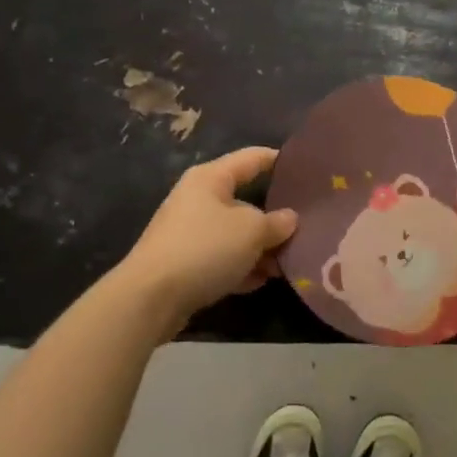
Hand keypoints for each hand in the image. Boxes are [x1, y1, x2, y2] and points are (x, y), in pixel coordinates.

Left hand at [119, 147, 296, 337]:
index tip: (307, 168)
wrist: (150, 297)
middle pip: (245, 200)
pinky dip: (241, 267)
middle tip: (306, 228)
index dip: (280, 160)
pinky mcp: (184, 263)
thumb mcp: (251, 231)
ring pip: (235, 233)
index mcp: (211, 178)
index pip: (252, 158)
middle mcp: (198, 199)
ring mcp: (189, 232)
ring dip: (260, 247)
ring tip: (288, 263)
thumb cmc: (205, 248)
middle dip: (275, 217)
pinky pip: (222, 258)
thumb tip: (289, 219)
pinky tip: (262, 281)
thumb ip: (276, 223)